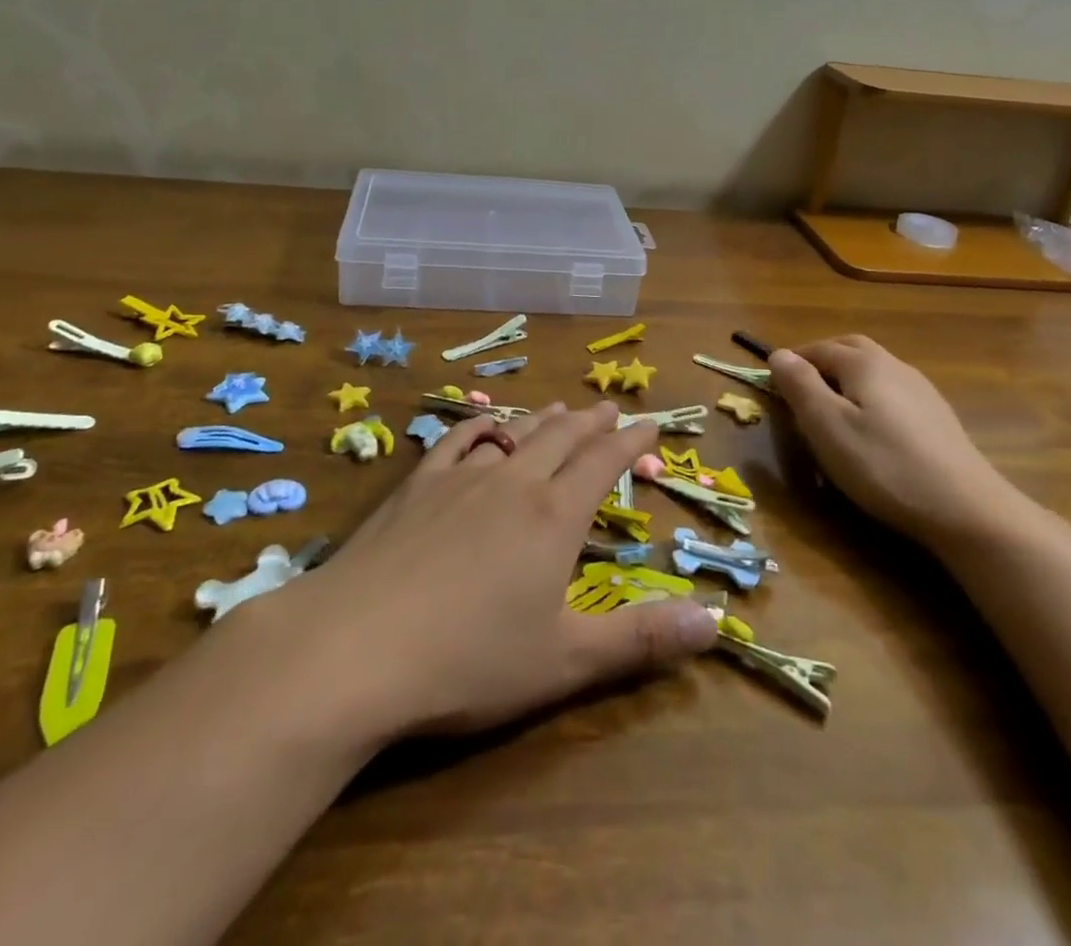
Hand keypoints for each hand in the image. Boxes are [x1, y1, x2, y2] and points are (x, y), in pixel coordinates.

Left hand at [275, 402, 716, 739]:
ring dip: (542, 420)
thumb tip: (714, 622)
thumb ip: (641, 639)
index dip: (631, 442)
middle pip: (562, 438)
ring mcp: (460, 478)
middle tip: (610, 409)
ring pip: (514, 435)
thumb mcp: (565, 661)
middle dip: (592, 423)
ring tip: (560, 408)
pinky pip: (457, 441)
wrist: (356, 647)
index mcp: (553, 516)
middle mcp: (512, 482)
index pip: (604, 463)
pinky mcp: (415, 486)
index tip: (650, 423)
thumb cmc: (469, 660)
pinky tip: (484, 425)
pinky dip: (479, 427)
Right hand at [769, 336, 1024, 552]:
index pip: (817, 348)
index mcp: (863, 363)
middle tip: (799, 389)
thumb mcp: (826, 426)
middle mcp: (893, 365)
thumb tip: (778, 354)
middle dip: (820, 361)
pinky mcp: (937, 417)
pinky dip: (870, 398)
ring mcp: (921, 390)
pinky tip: (871, 430)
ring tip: (831, 411)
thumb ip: (799, 385)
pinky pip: (892, 393)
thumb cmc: (883, 464)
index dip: (791, 361)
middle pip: (849, 348)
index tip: (772, 385)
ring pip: (873, 370)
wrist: (966, 508)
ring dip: (846, 379)